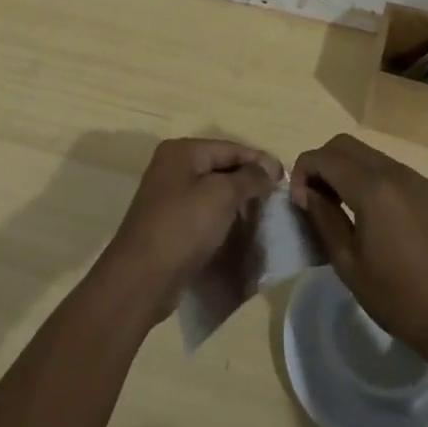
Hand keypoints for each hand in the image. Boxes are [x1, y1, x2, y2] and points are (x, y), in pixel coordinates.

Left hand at [96, 138, 282, 322]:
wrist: (141, 279)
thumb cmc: (183, 226)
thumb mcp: (222, 195)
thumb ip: (249, 178)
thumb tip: (269, 169)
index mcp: (182, 151)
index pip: (230, 148)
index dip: (259, 160)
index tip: (285, 177)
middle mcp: (172, 167)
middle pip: (221, 167)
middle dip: (248, 181)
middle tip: (275, 199)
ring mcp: (168, 196)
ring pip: (213, 191)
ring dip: (237, 202)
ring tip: (262, 216)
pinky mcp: (169, 224)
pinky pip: (203, 212)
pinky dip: (222, 218)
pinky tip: (239, 231)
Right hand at [291, 133, 427, 366]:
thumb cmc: (398, 299)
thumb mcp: (348, 264)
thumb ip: (324, 218)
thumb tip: (308, 192)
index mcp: (373, 190)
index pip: (325, 157)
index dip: (303, 171)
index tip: (300, 200)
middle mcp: (397, 173)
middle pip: (347, 145)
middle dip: (323, 163)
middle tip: (316, 197)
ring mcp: (421, 179)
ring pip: (372, 156)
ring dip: (349, 170)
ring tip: (344, 206)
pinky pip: (396, 172)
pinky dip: (375, 181)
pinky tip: (377, 216)